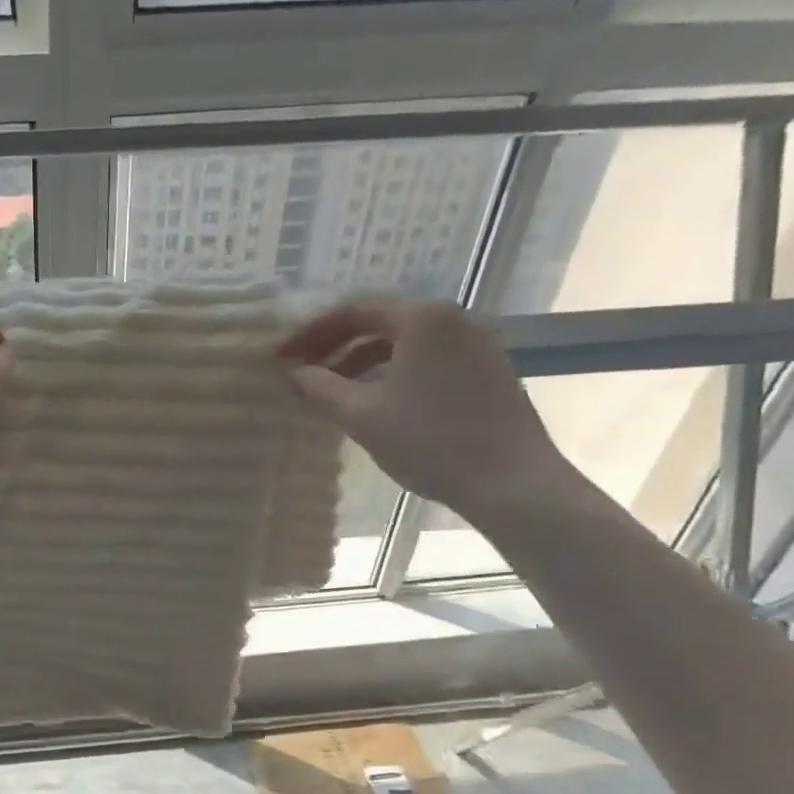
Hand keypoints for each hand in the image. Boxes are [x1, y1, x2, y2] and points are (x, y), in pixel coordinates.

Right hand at [279, 300, 570, 518]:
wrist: (510, 481)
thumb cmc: (429, 441)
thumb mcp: (362, 415)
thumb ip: (320, 388)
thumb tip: (292, 373)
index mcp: (422, 319)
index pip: (353, 312)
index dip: (311, 334)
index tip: (282, 357)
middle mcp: (452, 320)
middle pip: (379, 325)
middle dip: (335, 349)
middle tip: (302, 374)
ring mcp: (475, 346)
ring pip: (403, 346)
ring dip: (361, 364)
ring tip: (332, 394)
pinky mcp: (487, 373)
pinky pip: (426, 362)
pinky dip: (392, 375)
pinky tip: (375, 405)